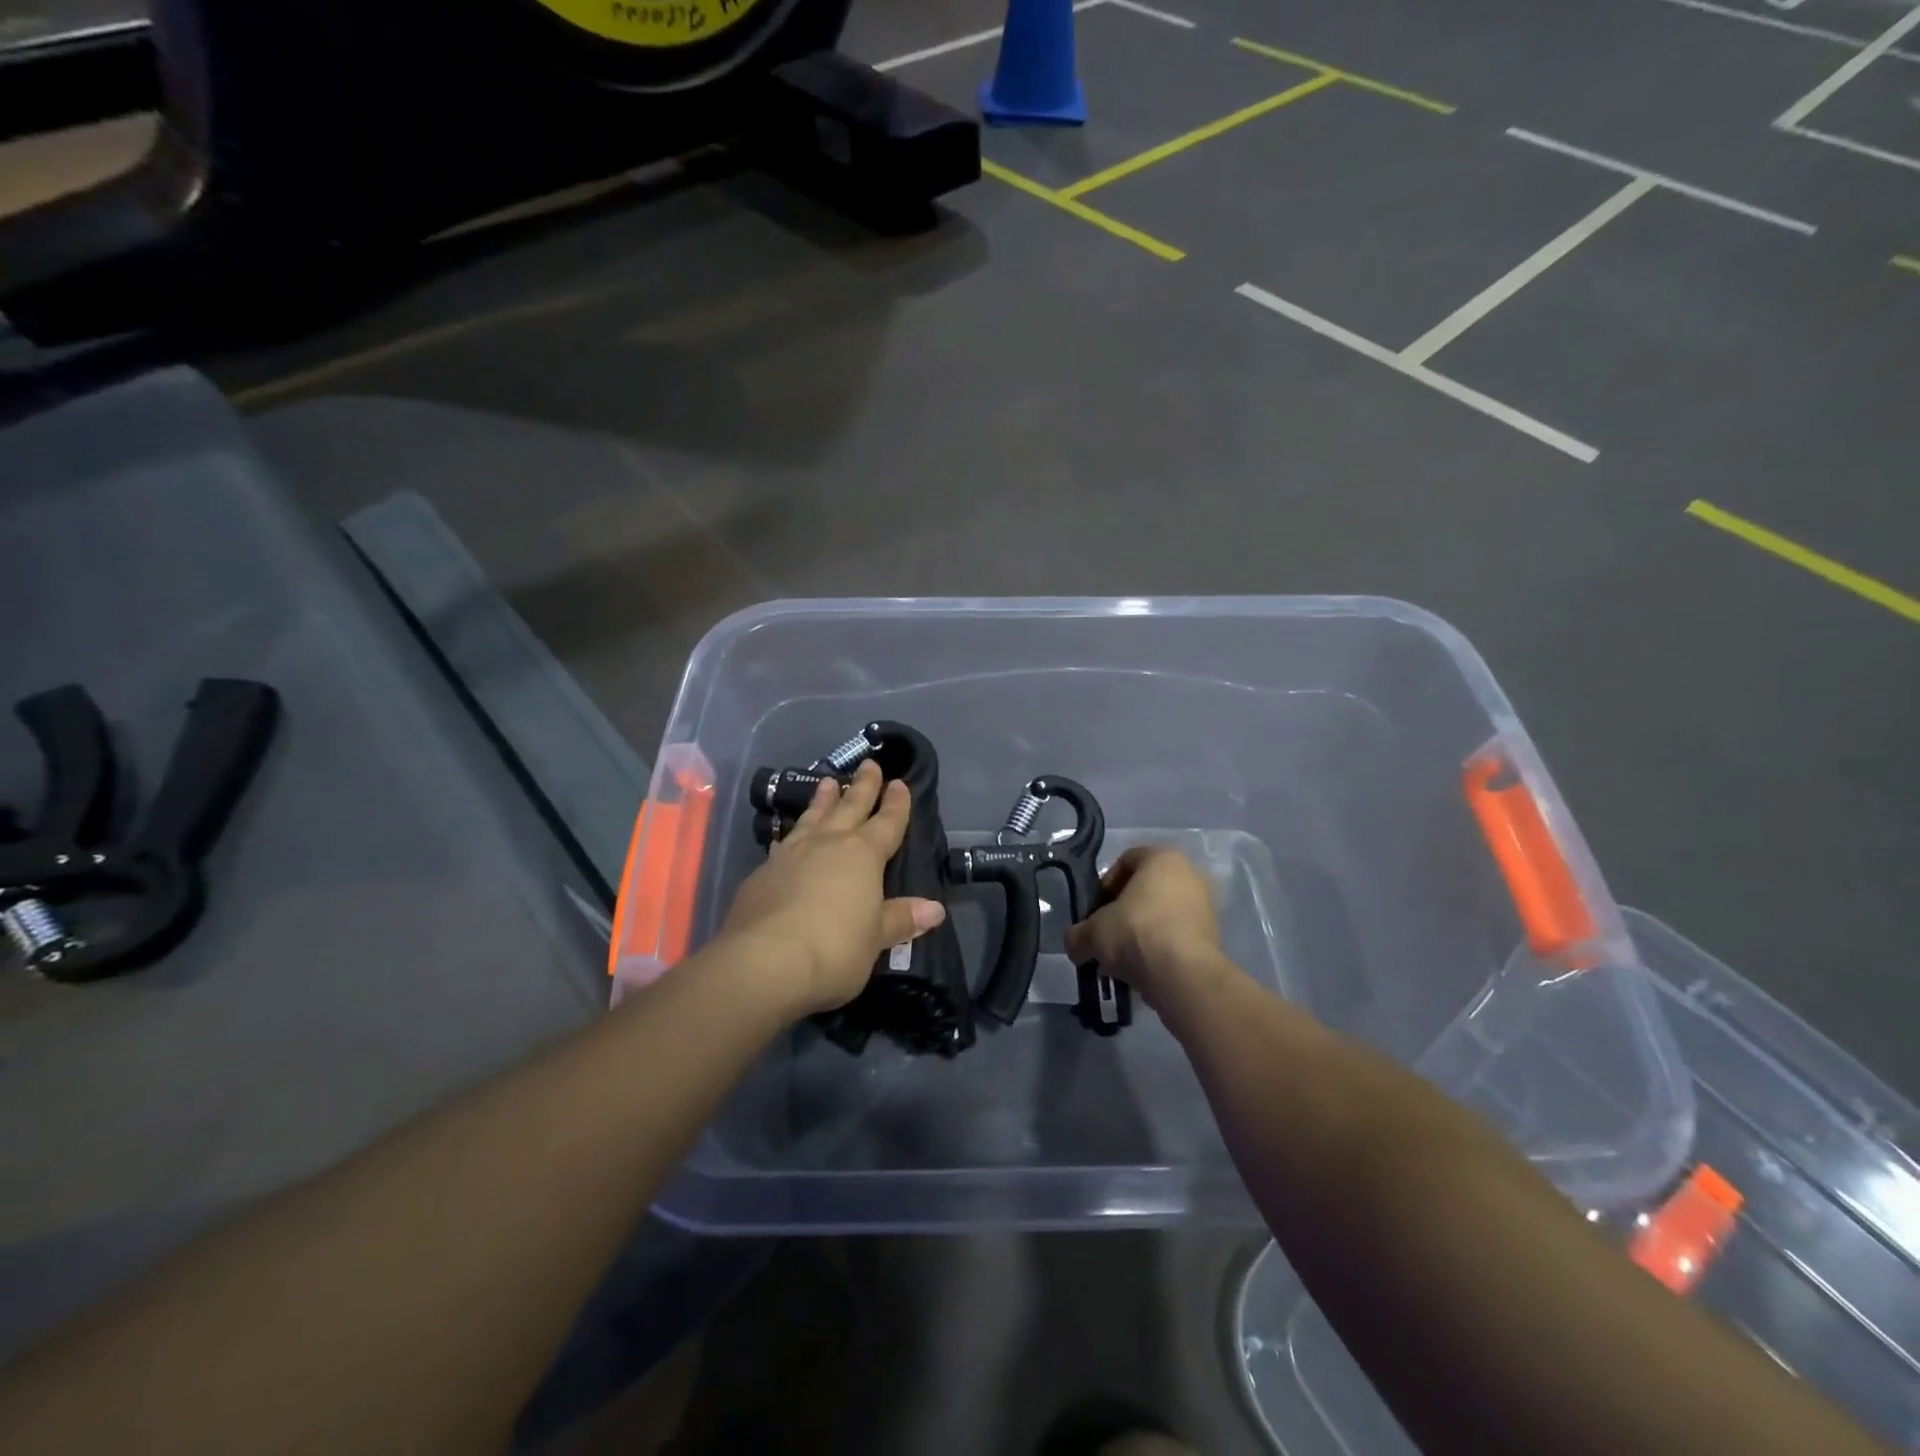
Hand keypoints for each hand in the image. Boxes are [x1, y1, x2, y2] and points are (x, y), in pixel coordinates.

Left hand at [718, 760, 946, 1016]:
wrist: (764, 962)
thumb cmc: (834, 948)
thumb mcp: (876, 938)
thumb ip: (901, 919)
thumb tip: (935, 909)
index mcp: (863, 855)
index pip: (886, 822)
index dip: (896, 804)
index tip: (900, 783)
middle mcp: (827, 845)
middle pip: (850, 808)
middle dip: (863, 787)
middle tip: (869, 763)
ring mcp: (791, 856)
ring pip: (813, 818)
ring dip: (823, 800)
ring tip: (829, 782)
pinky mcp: (762, 874)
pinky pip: (784, 844)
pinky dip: (792, 835)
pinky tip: (788, 838)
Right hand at [1063, 846, 1225, 1005]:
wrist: (1183, 976)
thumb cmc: (1136, 933)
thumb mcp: (1092, 932)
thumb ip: (1078, 934)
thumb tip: (1075, 944)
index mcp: (1162, 858)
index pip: (1126, 860)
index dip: (1105, 884)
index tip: (1094, 910)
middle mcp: (1190, 875)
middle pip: (1146, 889)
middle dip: (1123, 912)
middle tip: (1106, 935)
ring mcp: (1206, 906)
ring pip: (1162, 915)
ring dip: (1141, 933)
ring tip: (1121, 960)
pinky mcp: (1213, 937)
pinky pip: (1177, 937)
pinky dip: (1159, 949)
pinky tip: (1142, 970)